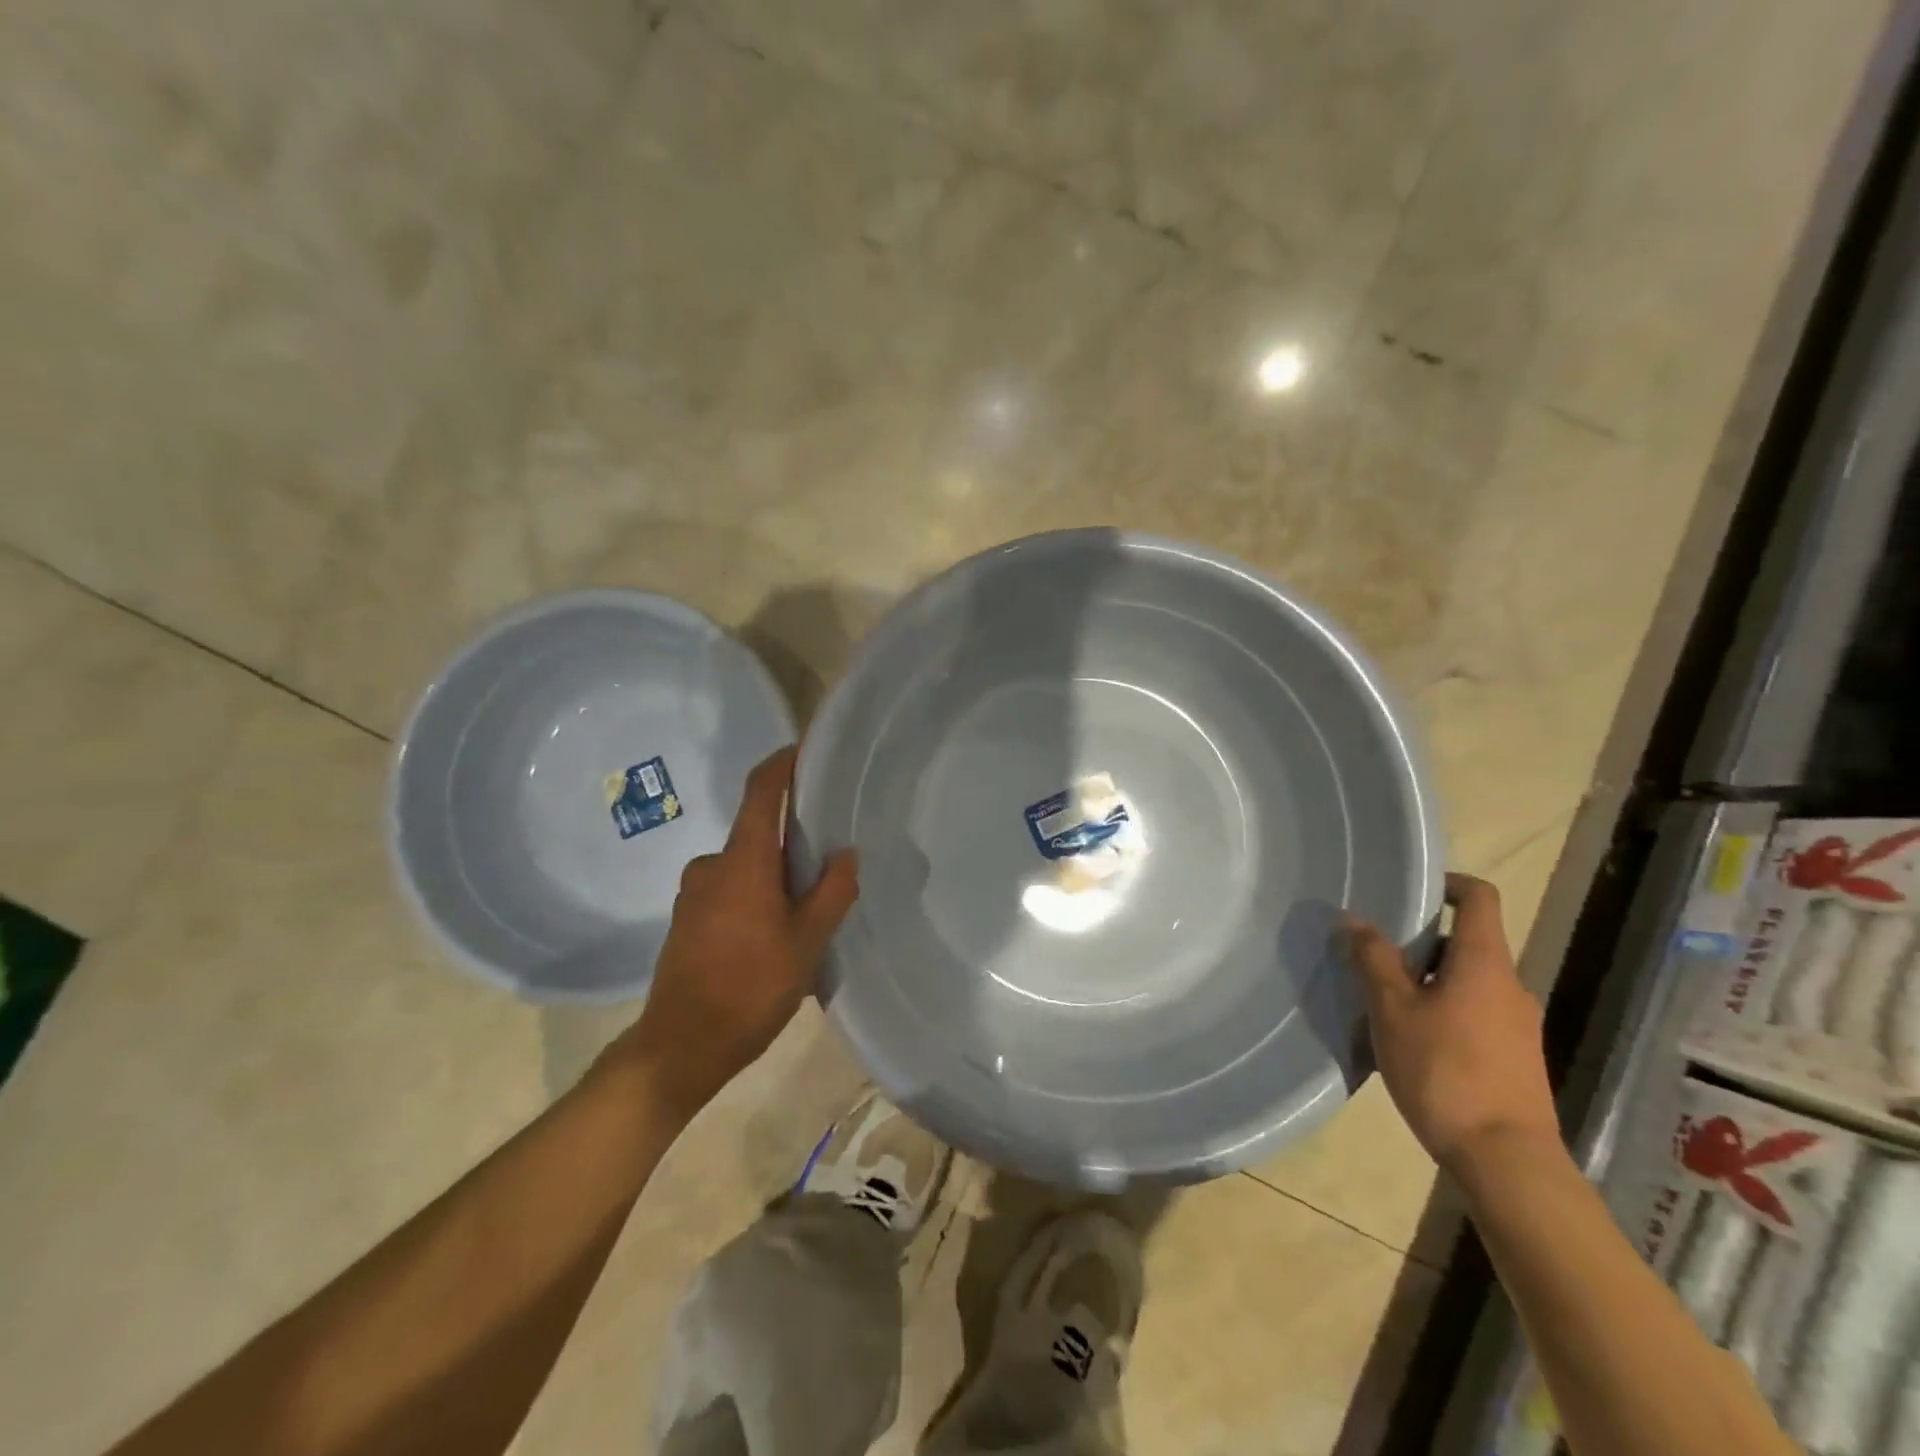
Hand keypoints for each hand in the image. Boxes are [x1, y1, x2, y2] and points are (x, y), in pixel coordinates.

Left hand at [614, 746, 858, 1115]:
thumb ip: (832, 892)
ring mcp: (694, 893)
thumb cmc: (750, 986)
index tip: (805, 751)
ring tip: (809, 910)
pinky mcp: (687, 920)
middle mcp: (712, 865)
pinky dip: (756, 896)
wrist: (681, 1046)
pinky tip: (776, 935)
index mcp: (743, 860)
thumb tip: (845, 855)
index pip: (761, 791)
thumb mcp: (807, 942)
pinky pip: (730, 890)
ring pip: (746, 866)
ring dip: (775, 876)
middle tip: (830, 862)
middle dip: (793, 841)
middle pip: (758, 832)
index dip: (782, 764)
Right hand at [1344, 872, 1560, 1175]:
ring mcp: (1518, 1025)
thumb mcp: (1392, 1009)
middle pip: (1467, 942)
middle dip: (1421, 942)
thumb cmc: (1445, 1071)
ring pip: (1468, 981)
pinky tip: (1411, 1039)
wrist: (1506, 1160)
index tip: (1411, 892)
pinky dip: (1443, 1010)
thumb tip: (1354, 920)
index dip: (1449, 884)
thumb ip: (1373, 960)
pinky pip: (1475, 1013)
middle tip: (1375, 954)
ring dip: (1429, 980)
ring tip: (1384, 1000)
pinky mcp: (1515, 1058)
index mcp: (1484, 963)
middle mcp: (1510, 985)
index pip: (1480, 898)